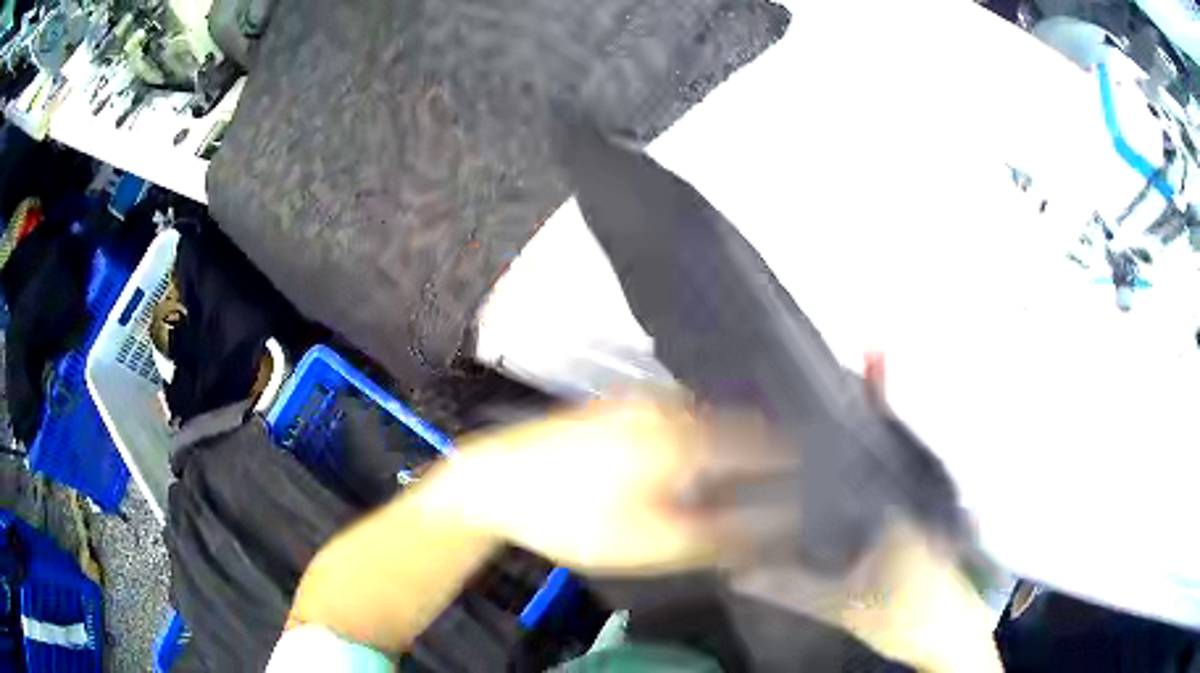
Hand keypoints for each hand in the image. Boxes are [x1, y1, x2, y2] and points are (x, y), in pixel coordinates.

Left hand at [441, 399, 787, 574]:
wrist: (496, 483)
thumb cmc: (575, 519)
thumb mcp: (651, 542)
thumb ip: (720, 535)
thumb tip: (776, 527)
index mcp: (684, 437)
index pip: (761, 442)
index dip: (790, 460)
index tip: (809, 477)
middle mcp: (668, 407)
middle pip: (735, 424)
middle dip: (763, 449)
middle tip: (776, 481)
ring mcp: (638, 402)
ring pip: (705, 417)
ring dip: (729, 441)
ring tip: (739, 475)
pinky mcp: (615, 407)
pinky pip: (676, 415)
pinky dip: (697, 434)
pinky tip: (687, 461)